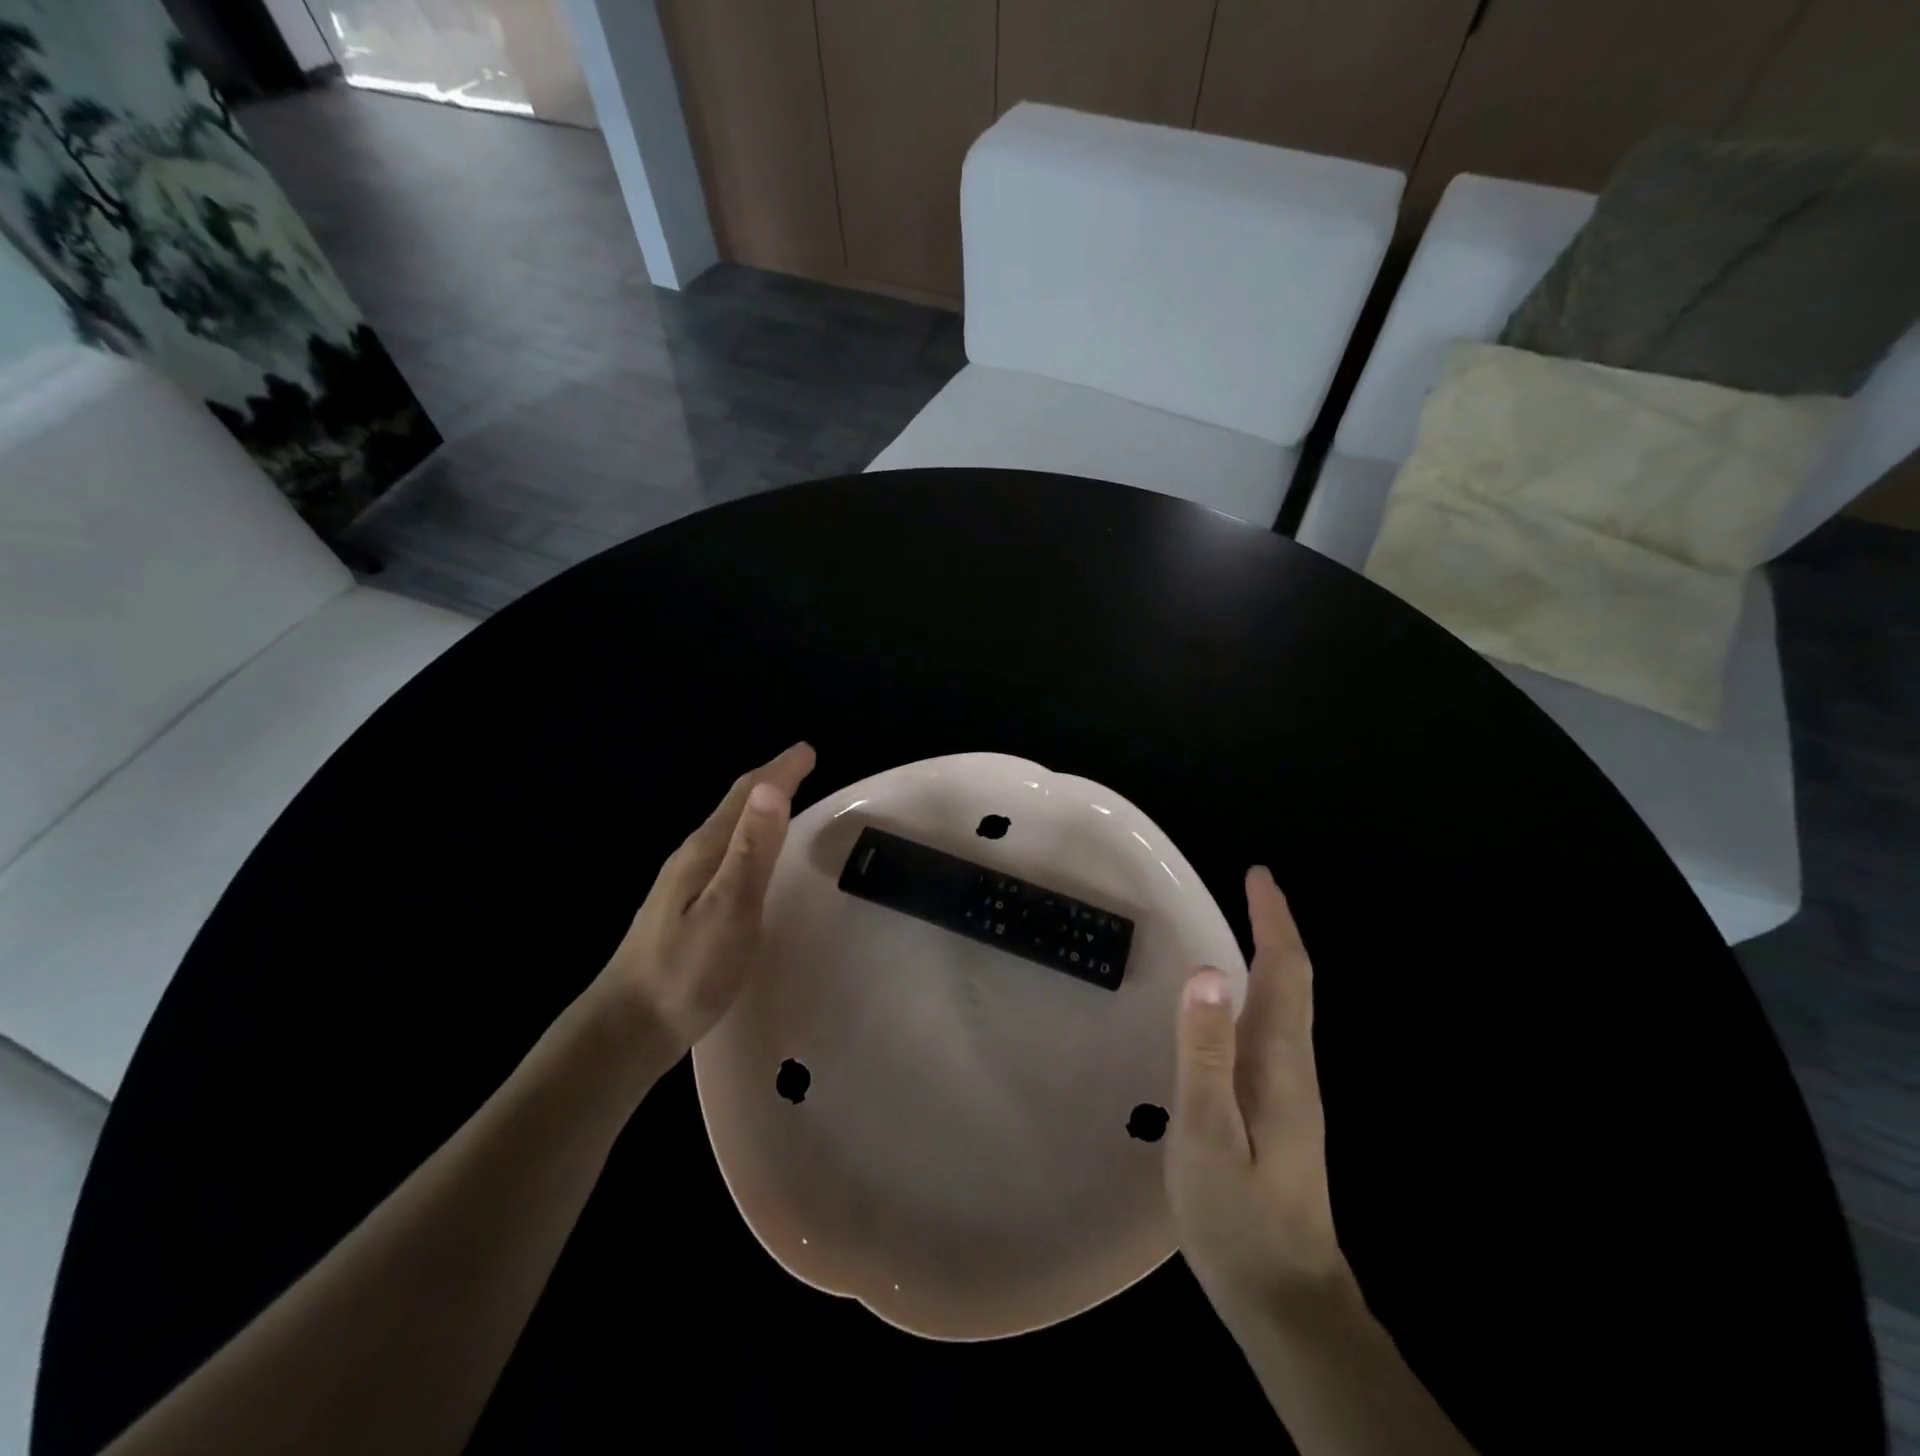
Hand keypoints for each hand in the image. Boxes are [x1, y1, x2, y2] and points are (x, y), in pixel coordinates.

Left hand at [586, 743, 815, 1080]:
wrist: (629, 1028)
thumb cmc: (687, 970)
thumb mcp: (730, 908)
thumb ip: (752, 850)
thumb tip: (772, 786)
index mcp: (705, 851)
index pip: (746, 796)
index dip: (779, 770)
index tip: (807, 750)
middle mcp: (692, 857)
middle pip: (734, 807)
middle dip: (770, 781)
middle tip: (802, 768)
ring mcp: (684, 883)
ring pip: (728, 831)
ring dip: (758, 809)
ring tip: (784, 801)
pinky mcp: (684, 907)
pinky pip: (724, 854)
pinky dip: (748, 840)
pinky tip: (750, 859)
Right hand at [1166, 866, 1348, 1327]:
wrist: (1287, 1302)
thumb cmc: (1239, 1217)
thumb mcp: (1207, 1133)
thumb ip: (1204, 1054)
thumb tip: (1205, 972)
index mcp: (1281, 1063)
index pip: (1286, 973)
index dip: (1274, 921)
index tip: (1258, 876)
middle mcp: (1294, 1068)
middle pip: (1291, 983)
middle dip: (1273, 930)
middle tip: (1247, 890)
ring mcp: (1291, 1093)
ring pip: (1284, 1007)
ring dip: (1267, 959)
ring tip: (1239, 930)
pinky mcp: (1279, 1113)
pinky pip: (1269, 1031)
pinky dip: (1257, 995)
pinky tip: (1229, 1008)